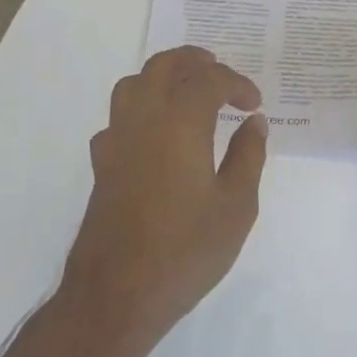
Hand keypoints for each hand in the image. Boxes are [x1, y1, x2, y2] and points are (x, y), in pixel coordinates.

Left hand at [61, 46, 268, 347]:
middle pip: (164, 65)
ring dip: (163, 77)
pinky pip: (119, 116)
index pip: (209, 79)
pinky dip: (141, 109)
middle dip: (195, 61)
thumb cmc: (185, 250)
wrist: (117, 295)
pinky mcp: (101, 163)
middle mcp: (144, 119)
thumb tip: (254, 123)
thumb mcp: (235, 207)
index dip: (236, 83)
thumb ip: (248, 157)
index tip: (254, 104)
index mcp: (180, 123)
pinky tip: (156, 134)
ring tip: (187, 92)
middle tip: (220, 73)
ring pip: (134, 83)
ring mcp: (116, 139)